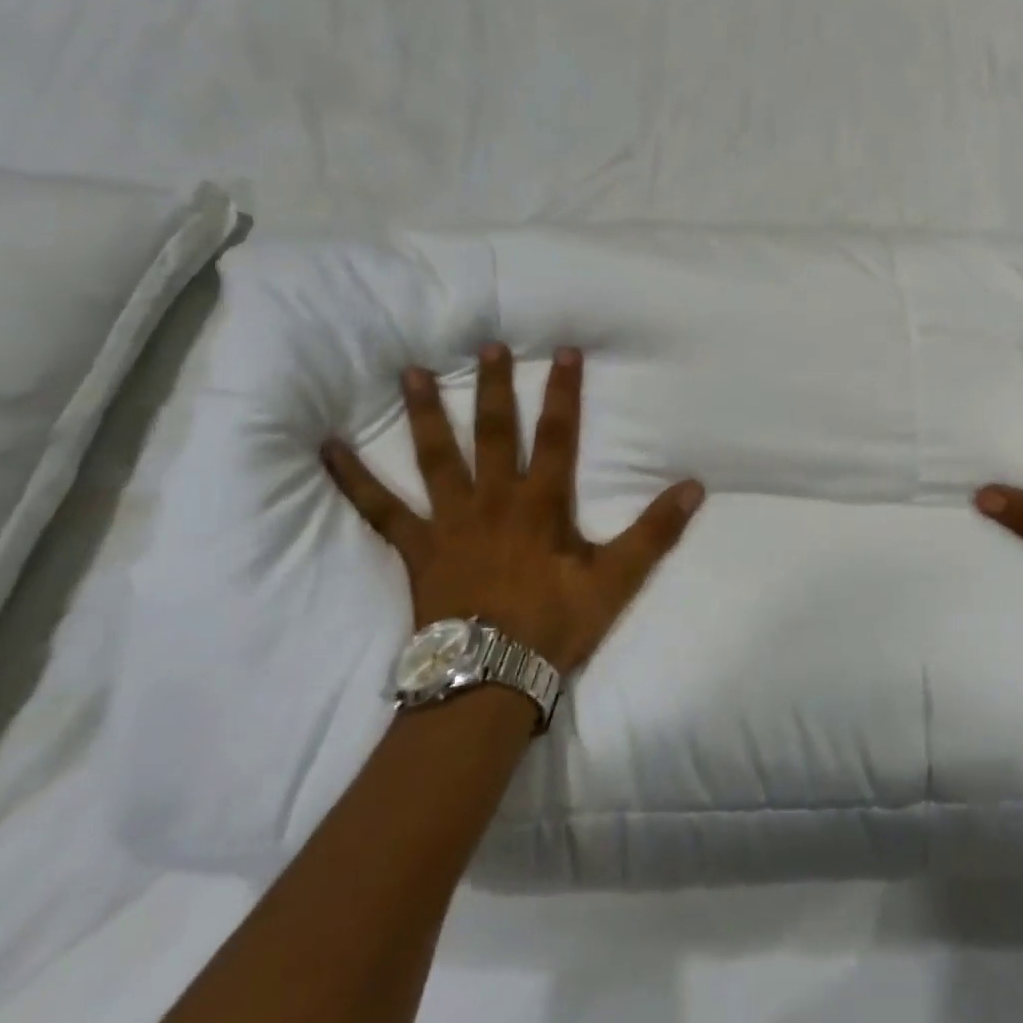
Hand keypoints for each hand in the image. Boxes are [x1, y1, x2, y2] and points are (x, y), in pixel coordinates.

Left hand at [321, 344, 703, 673]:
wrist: (490, 678)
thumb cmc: (555, 624)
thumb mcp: (617, 579)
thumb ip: (656, 531)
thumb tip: (695, 487)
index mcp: (541, 503)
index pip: (557, 435)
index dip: (563, 392)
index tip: (563, 351)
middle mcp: (494, 499)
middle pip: (495, 432)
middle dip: (495, 386)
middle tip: (486, 344)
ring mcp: (450, 521)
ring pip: (436, 456)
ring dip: (427, 412)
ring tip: (412, 371)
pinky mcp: (417, 547)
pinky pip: (379, 509)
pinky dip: (353, 479)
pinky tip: (327, 449)